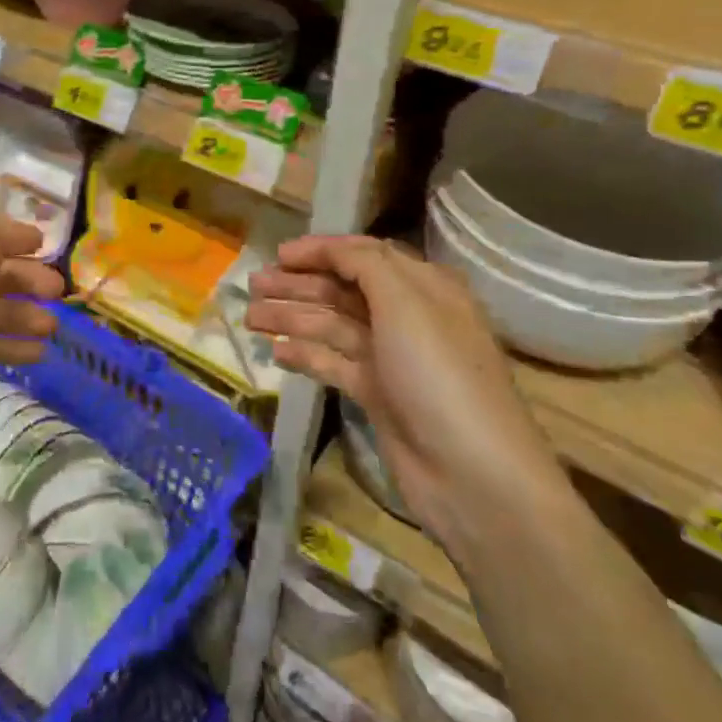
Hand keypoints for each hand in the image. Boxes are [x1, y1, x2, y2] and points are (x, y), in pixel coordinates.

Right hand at [246, 235, 563, 545]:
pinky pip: (334, 363)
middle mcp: (407, 316)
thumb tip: (333, 248)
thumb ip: (365, 265)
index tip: (279, 253)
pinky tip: (277, 352)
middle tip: (252, 284)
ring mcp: (391, 358)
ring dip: (291, 317)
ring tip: (250, 317)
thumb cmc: (438, 373)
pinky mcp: (377, 394)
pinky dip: (306, 354)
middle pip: (342, 290)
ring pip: (332, 326)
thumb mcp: (405, 303)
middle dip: (298, 284)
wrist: (471, 473)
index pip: (364, 255)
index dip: (321, 250)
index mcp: (422, 287)